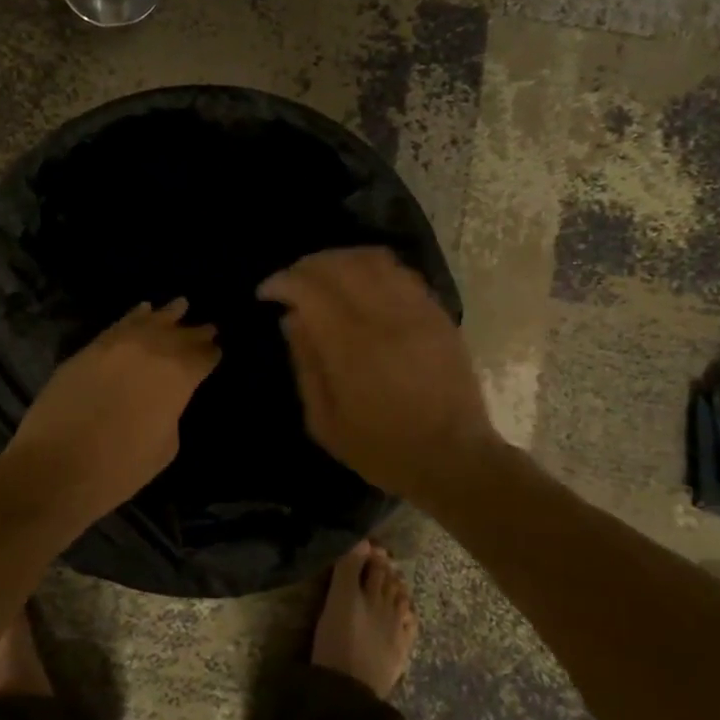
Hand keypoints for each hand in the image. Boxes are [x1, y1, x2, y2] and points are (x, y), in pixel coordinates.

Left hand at [5, 299, 220, 521]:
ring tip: (180, 305)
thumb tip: (164, 398)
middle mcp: (150, 350)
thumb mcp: (164, 447)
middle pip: (179, 334)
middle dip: (195, 332)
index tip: (217, 351)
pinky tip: (142, 310)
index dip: (211, 354)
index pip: (202, 357)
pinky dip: (133, 316)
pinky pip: (118, 325)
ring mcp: (116, 345)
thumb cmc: (118, 468)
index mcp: (177, 376)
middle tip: (208, 327)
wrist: (54, 467)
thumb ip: (171, 413)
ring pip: (148, 321)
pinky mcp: (88, 349)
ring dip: (167, 315)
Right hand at [259, 248, 500, 500]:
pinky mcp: (438, 315)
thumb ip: (305, 364)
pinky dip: (373, 269)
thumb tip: (291, 319)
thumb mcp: (325, 422)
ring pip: (374, 260)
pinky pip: (401, 273)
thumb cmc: (382, 449)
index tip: (266, 293)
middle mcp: (385, 317)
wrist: (454, 460)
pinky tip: (362, 285)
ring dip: (340, 260)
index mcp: (352, 347)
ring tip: (324, 277)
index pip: (310, 289)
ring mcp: (417, 312)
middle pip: (340, 264)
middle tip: (292, 282)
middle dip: (307, 266)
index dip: (282, 282)